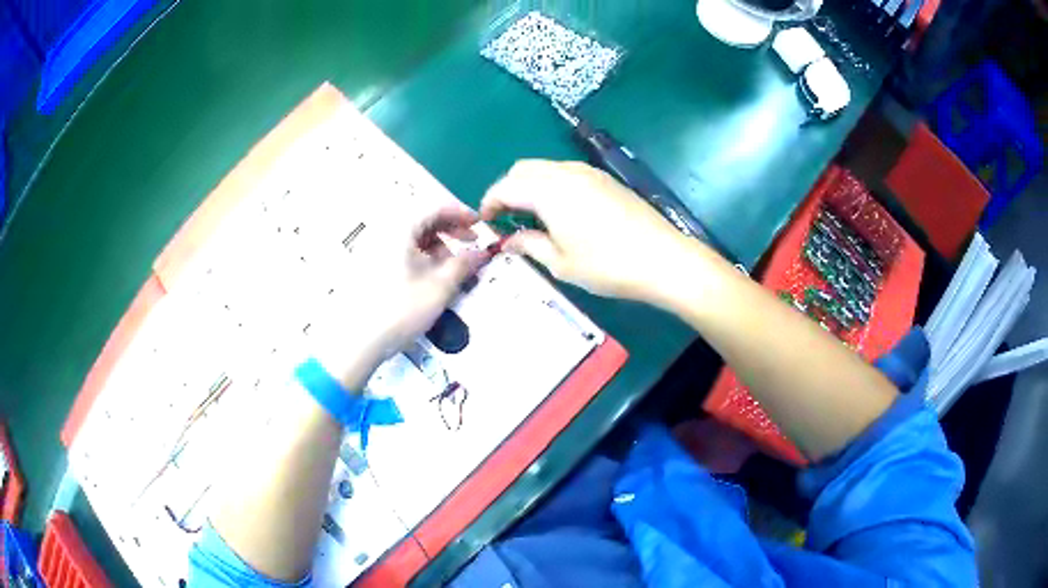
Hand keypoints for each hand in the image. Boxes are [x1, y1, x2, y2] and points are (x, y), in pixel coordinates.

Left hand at [314, 208, 487, 388]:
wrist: (358, 340)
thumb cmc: (400, 310)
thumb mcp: (439, 287)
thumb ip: (464, 265)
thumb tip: (482, 253)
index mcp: (399, 229)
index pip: (434, 207)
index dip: (460, 213)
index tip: (480, 224)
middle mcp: (384, 232)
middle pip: (422, 220)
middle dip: (450, 230)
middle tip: (470, 243)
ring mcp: (374, 249)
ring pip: (412, 237)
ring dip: (436, 246)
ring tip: (452, 267)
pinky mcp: (370, 266)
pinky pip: (400, 251)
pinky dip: (421, 257)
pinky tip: (430, 277)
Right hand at [481, 160, 718, 303]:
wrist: (663, 259)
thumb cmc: (607, 265)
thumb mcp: (561, 263)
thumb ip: (529, 245)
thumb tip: (508, 241)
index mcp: (549, 191)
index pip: (506, 186)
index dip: (489, 202)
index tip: (485, 222)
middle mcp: (566, 173)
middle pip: (523, 169)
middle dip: (508, 189)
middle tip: (505, 218)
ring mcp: (589, 173)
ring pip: (546, 168)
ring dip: (530, 185)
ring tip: (531, 216)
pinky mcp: (606, 179)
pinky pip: (566, 173)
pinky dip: (551, 185)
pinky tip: (559, 211)